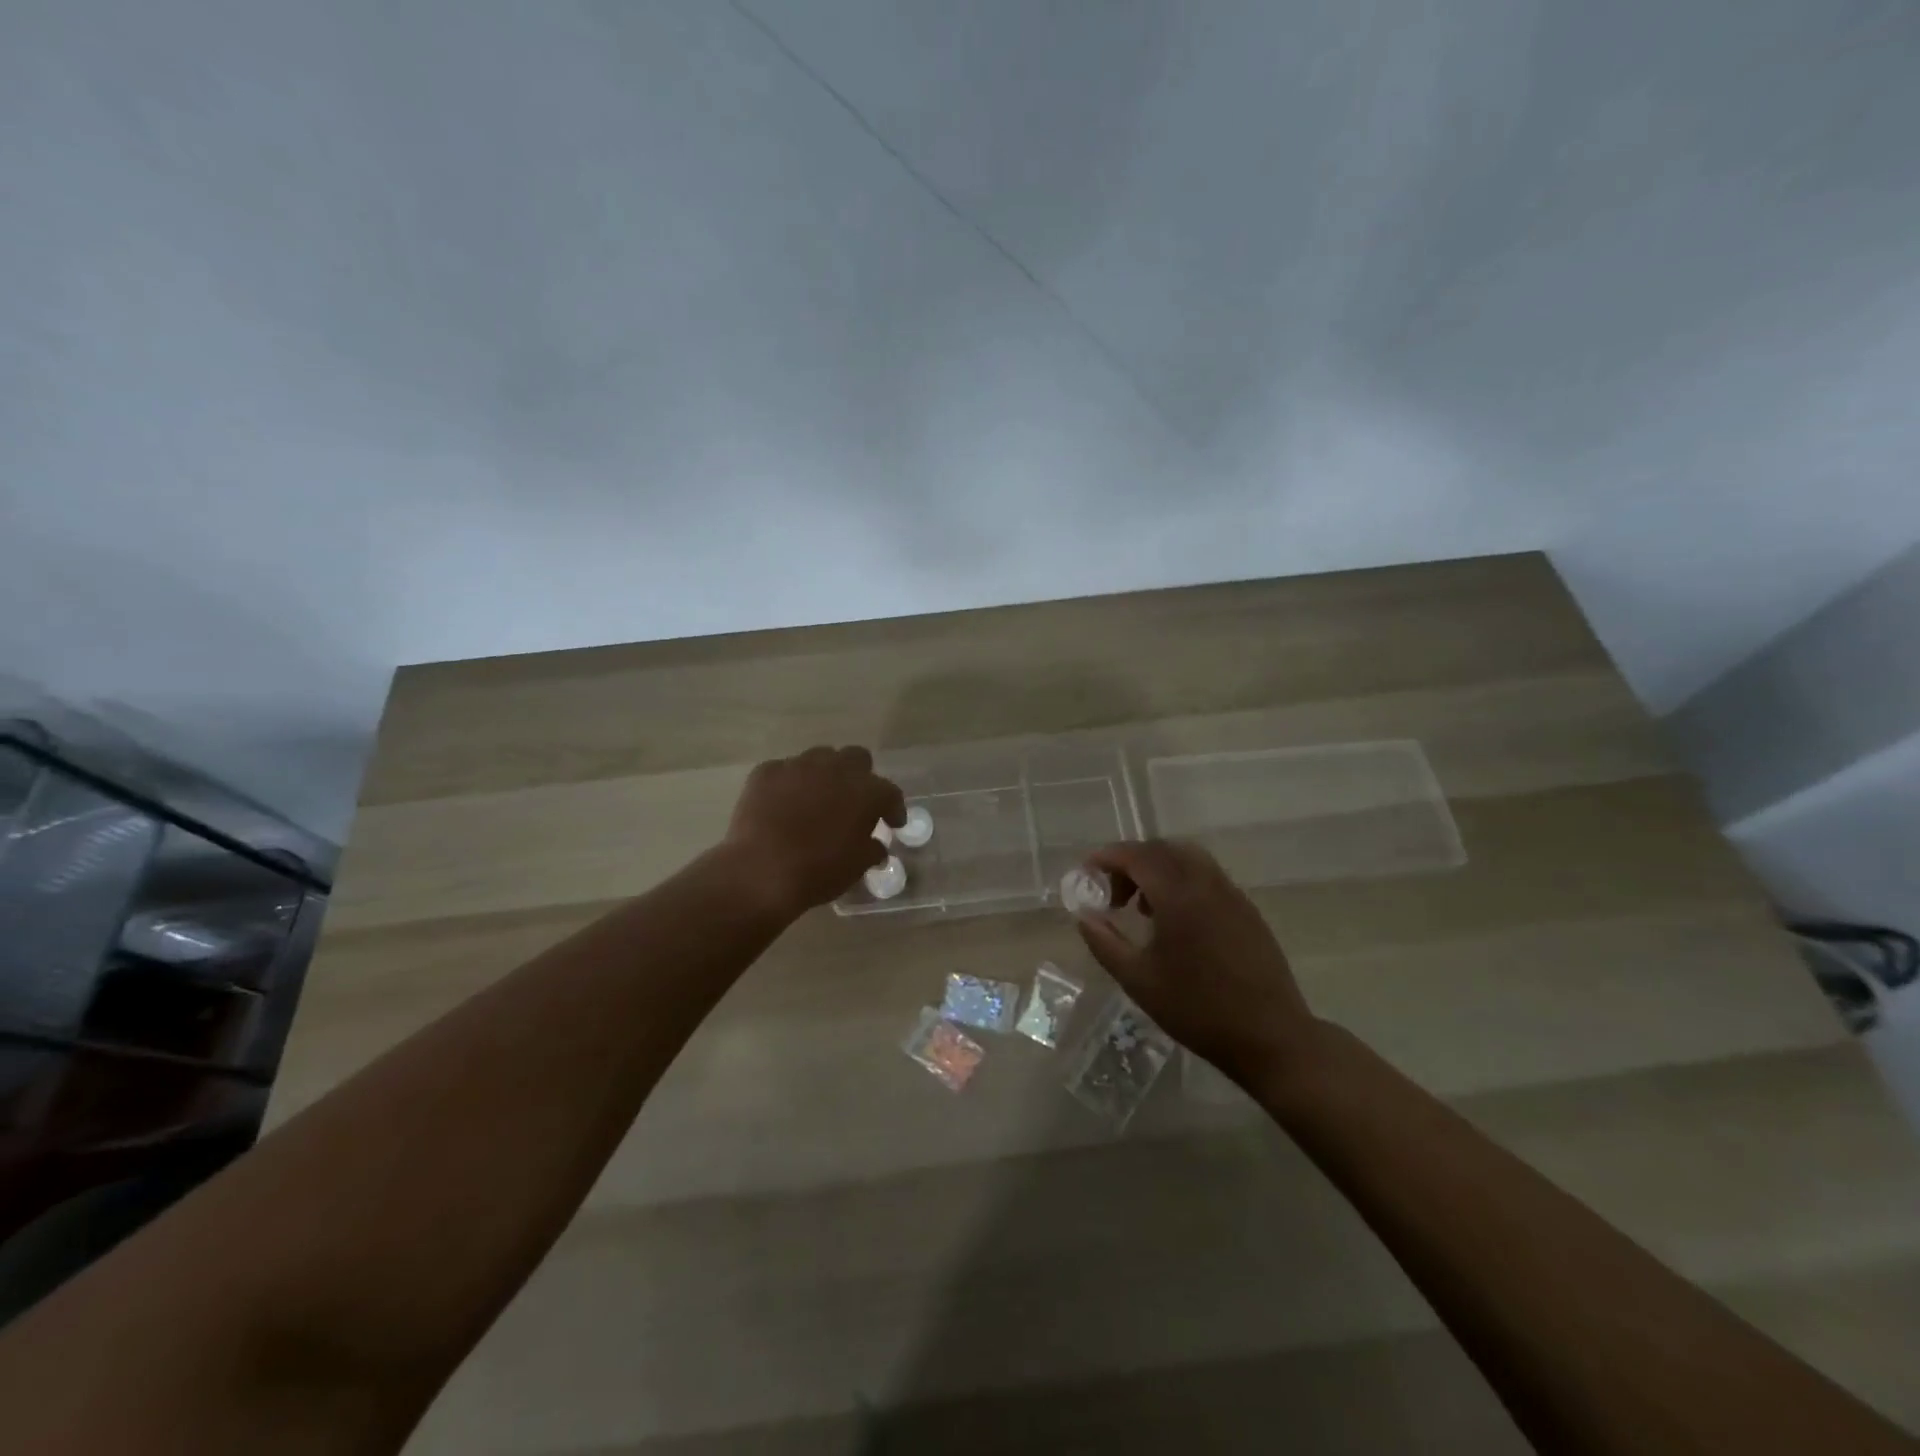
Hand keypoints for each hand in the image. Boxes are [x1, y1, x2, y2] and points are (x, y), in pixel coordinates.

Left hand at [725, 746, 905, 916]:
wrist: (759, 872)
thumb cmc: (817, 872)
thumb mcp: (856, 867)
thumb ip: (872, 850)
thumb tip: (876, 845)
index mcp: (865, 791)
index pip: (890, 792)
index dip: (893, 809)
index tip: (892, 824)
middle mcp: (835, 769)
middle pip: (857, 758)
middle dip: (859, 777)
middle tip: (854, 802)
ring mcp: (798, 766)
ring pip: (820, 758)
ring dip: (825, 775)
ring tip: (817, 799)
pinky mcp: (766, 772)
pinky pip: (785, 770)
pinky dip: (789, 784)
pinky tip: (783, 804)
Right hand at [1073, 839, 1321, 1087]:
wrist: (1271, 1037)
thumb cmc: (1198, 1010)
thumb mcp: (1138, 980)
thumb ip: (1105, 943)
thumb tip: (1084, 916)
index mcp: (1179, 895)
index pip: (1137, 855)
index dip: (1108, 857)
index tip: (1087, 871)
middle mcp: (1207, 883)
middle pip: (1163, 850)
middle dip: (1131, 862)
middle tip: (1112, 893)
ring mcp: (1232, 895)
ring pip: (1188, 860)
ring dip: (1158, 870)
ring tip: (1142, 908)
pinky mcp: (1247, 911)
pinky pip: (1207, 878)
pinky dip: (1182, 882)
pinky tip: (1176, 922)